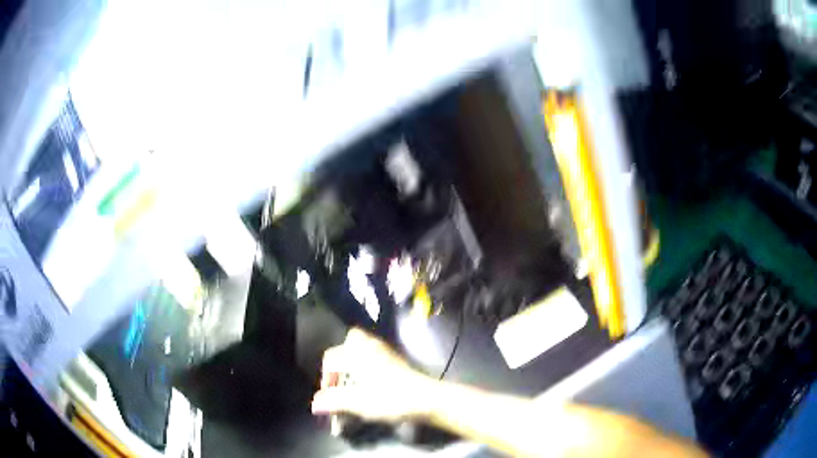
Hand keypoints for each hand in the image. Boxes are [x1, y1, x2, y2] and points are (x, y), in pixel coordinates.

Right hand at [311, 328, 433, 422]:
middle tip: (339, 380)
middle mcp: (370, 346)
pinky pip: (374, 354)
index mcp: (357, 354)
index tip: (328, 397)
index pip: (331, 358)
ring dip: (353, 361)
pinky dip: (366, 363)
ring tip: (352, 381)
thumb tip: (314, 404)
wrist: (426, 398)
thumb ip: (334, 402)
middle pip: (348, 342)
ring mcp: (385, 351)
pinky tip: (369, 381)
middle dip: (340, 360)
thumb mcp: (358, 403)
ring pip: (362, 346)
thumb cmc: (389, 399)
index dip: (325, 378)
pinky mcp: (396, 359)